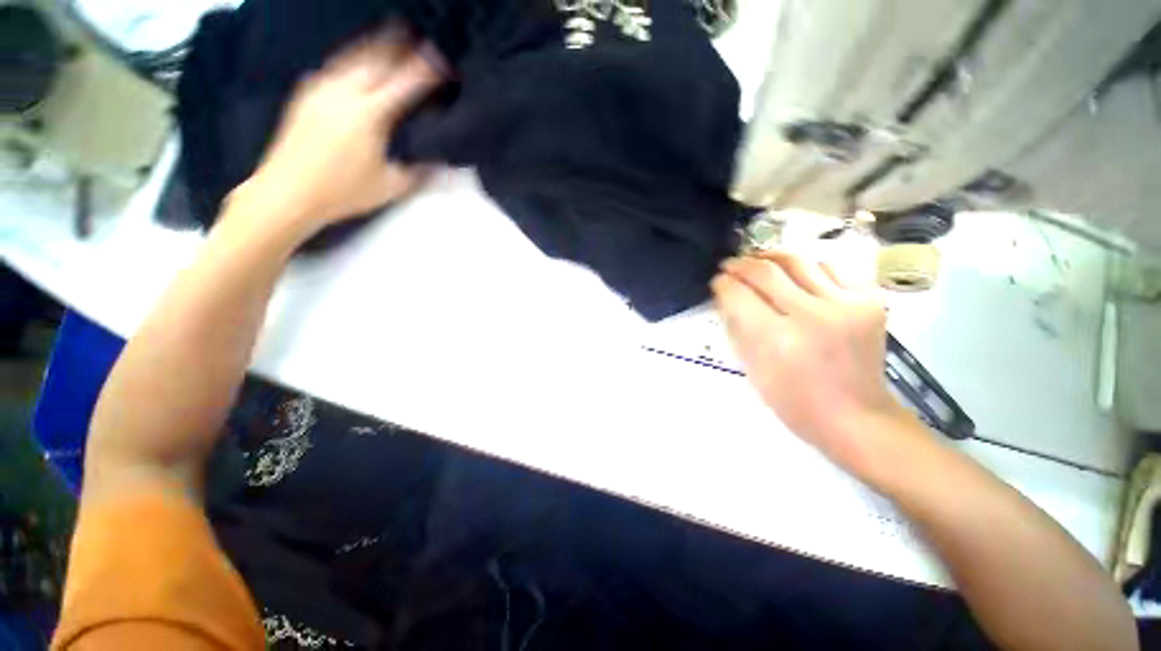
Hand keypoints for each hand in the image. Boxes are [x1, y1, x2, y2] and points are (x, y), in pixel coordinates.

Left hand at [236, 30, 443, 234]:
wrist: (288, 192)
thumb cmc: (341, 192)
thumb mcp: (391, 187)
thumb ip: (419, 172)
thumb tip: (440, 164)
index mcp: (368, 115)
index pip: (404, 84)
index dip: (424, 70)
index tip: (439, 59)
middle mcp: (343, 94)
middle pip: (375, 58)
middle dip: (397, 45)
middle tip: (414, 36)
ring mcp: (321, 91)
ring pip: (351, 57)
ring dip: (372, 46)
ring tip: (387, 38)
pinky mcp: (305, 96)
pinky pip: (333, 68)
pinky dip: (350, 60)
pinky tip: (354, 63)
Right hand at [712, 249, 920, 473]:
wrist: (855, 417)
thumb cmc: (793, 401)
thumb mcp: (751, 368)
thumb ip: (737, 326)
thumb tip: (726, 294)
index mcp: (777, 339)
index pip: (739, 294)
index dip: (722, 283)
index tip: (717, 281)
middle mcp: (812, 315)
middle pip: (766, 271)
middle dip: (741, 264)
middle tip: (730, 265)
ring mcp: (846, 305)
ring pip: (799, 261)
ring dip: (771, 258)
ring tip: (758, 262)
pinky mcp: (871, 300)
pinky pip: (831, 268)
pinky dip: (806, 267)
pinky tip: (796, 276)